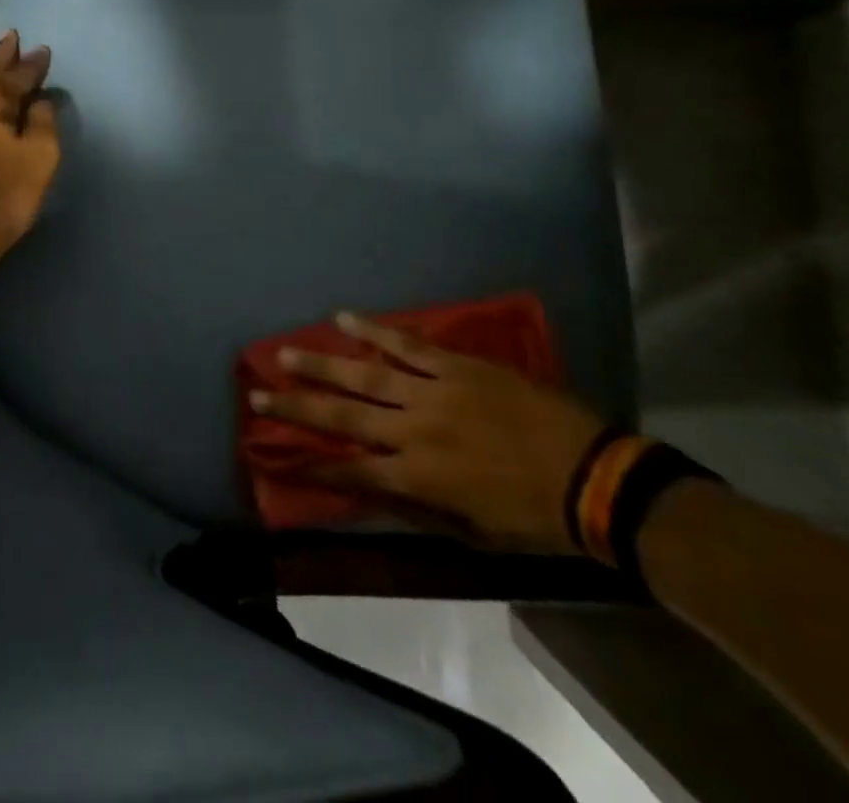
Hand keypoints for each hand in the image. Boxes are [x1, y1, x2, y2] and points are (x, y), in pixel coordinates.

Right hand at [250, 313, 606, 553]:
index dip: (311, 465)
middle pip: (344, 418)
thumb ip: (421, 505)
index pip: (352, 471)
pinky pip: (407, 344)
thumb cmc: (534, 515)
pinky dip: (373, 331)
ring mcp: (433, 392)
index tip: (275, 456)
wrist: (592, 477)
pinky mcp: (454, 366)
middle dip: (297, 408)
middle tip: (257, 394)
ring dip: (321, 365)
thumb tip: (377, 488)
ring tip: (284, 354)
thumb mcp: (473, 530)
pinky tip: (343, 319)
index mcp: (420, 477)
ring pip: (365, 376)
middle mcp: (414, 431)